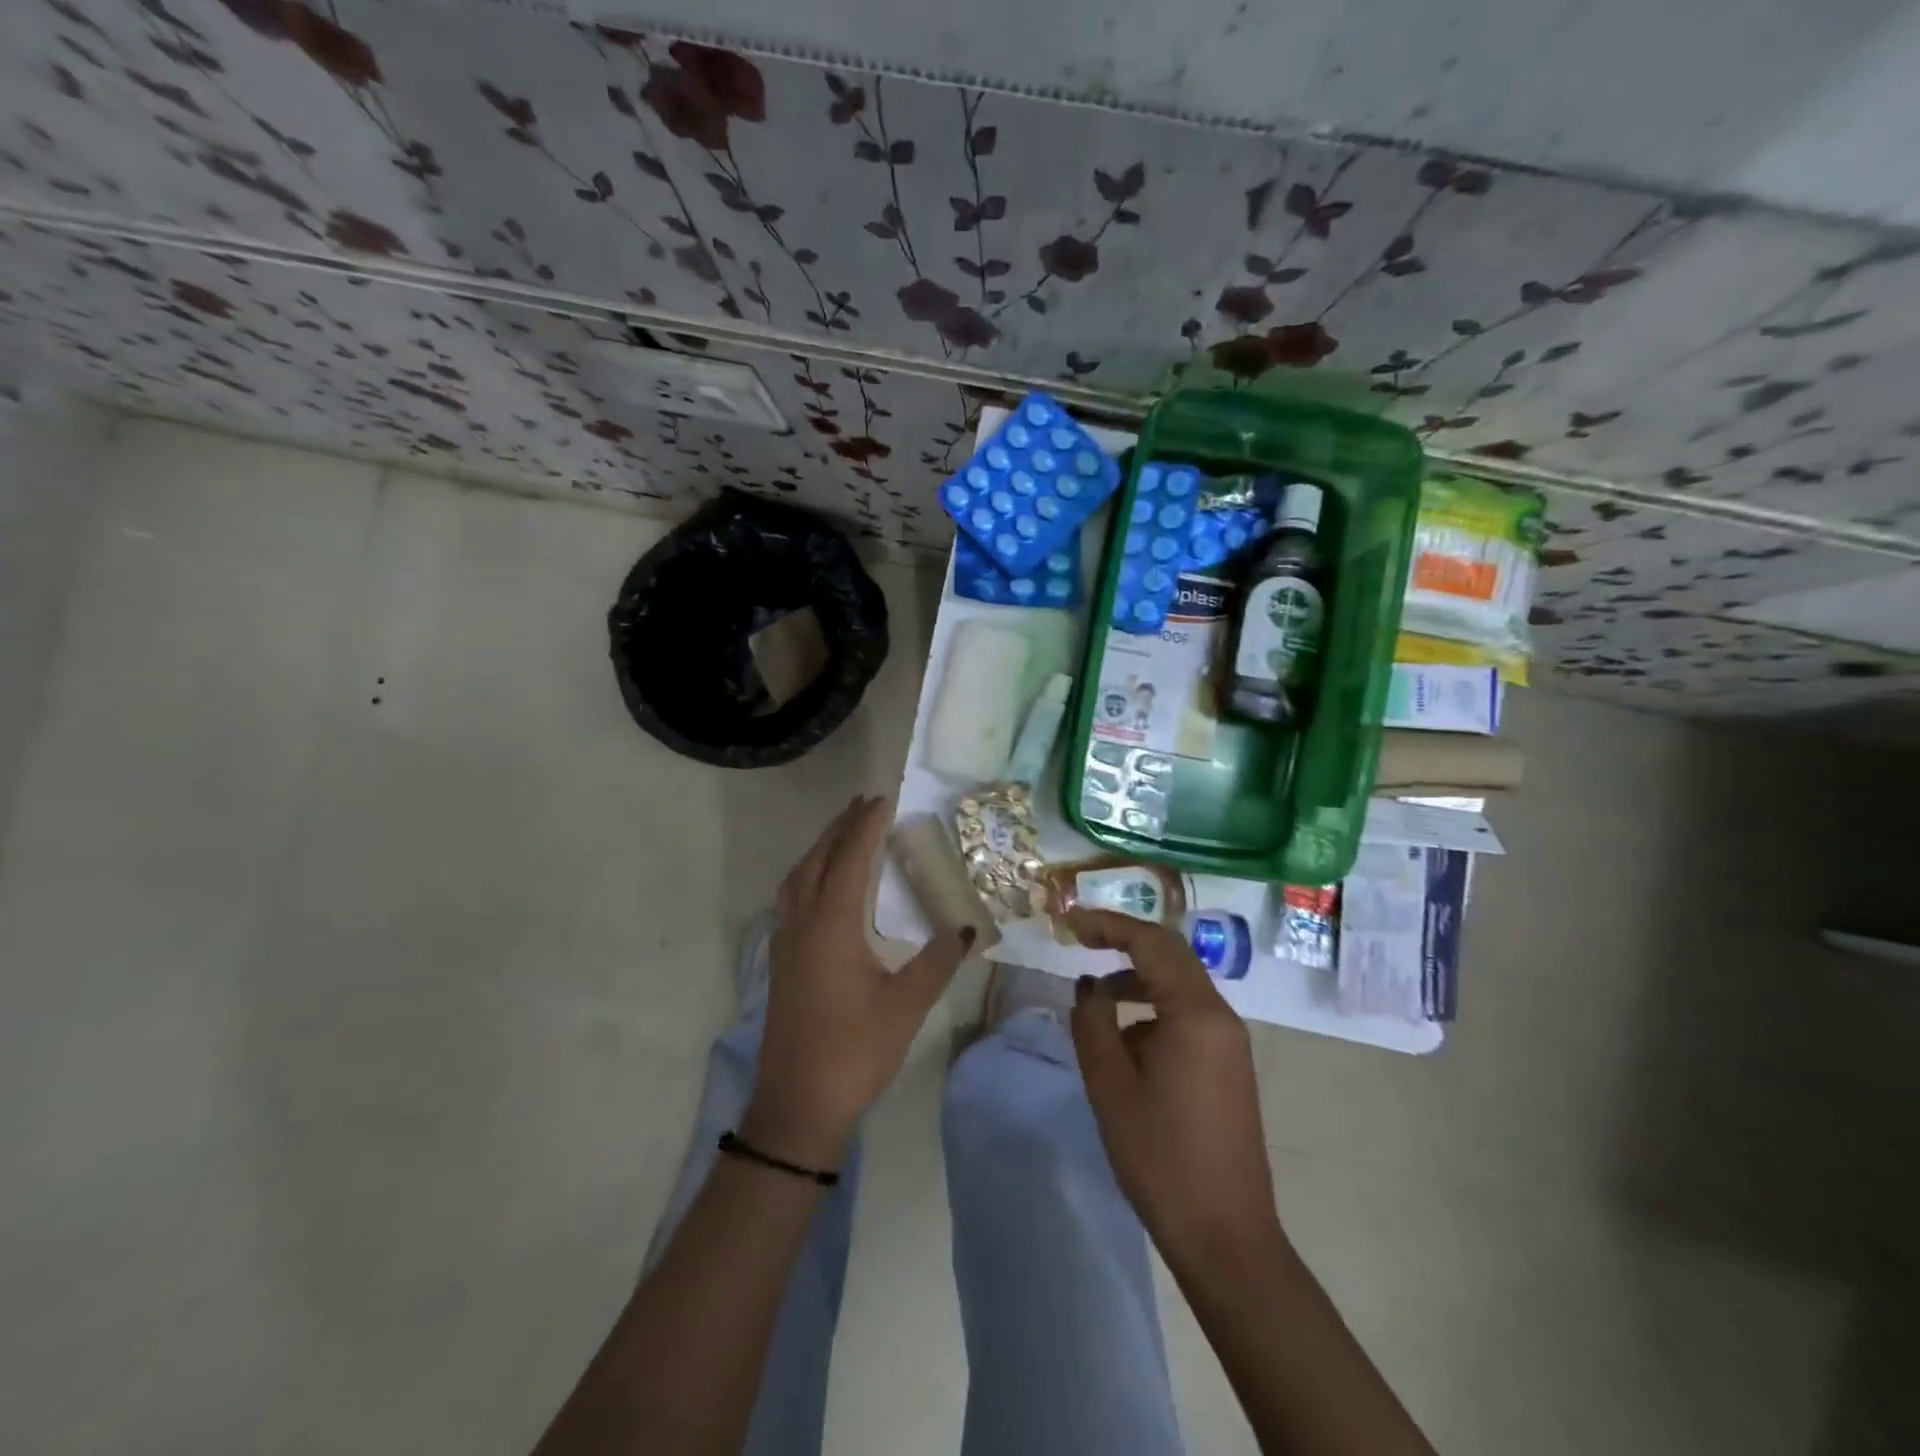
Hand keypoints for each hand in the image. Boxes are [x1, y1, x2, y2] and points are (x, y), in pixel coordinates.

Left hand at [743, 796, 972, 1169]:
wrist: (798, 1105)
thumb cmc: (856, 1050)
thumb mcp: (907, 1004)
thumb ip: (939, 960)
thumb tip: (967, 927)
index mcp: (831, 925)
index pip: (851, 860)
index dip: (866, 827)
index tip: (883, 799)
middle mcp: (802, 924)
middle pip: (817, 860)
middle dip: (840, 828)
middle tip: (864, 804)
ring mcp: (785, 944)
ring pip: (797, 879)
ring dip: (820, 850)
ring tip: (843, 835)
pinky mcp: (780, 964)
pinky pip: (790, 900)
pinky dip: (808, 877)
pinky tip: (822, 888)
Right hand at [1066, 908, 1282, 1273]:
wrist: (1226, 1236)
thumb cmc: (1161, 1157)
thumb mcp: (1110, 1085)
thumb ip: (1092, 1022)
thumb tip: (1089, 988)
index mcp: (1196, 1013)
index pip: (1151, 942)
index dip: (1107, 924)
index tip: (1069, 921)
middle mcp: (1220, 1016)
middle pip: (1170, 954)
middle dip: (1123, 941)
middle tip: (1079, 940)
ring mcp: (1229, 1041)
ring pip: (1179, 984)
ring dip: (1136, 977)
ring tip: (1094, 997)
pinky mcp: (1228, 1064)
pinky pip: (1187, 1014)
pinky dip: (1152, 1007)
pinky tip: (1124, 1038)